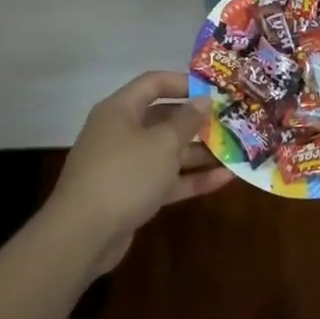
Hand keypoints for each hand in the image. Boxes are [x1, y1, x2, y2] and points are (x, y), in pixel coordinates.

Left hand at [50, 71, 233, 273]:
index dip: (184, 83)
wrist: (83, 235)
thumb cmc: (125, 175)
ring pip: (168, 152)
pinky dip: (192, 178)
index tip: (214, 90)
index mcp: (121, 110)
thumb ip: (187, 120)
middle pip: (163, 119)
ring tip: (237, 150)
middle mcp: (121, 133)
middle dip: (198, 122)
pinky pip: (166, 180)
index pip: (153, 83)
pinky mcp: (132, 195)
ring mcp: (126, 166)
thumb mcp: (163, 143)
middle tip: (231, 122)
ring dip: (200, 152)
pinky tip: (226, 179)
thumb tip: (204, 100)